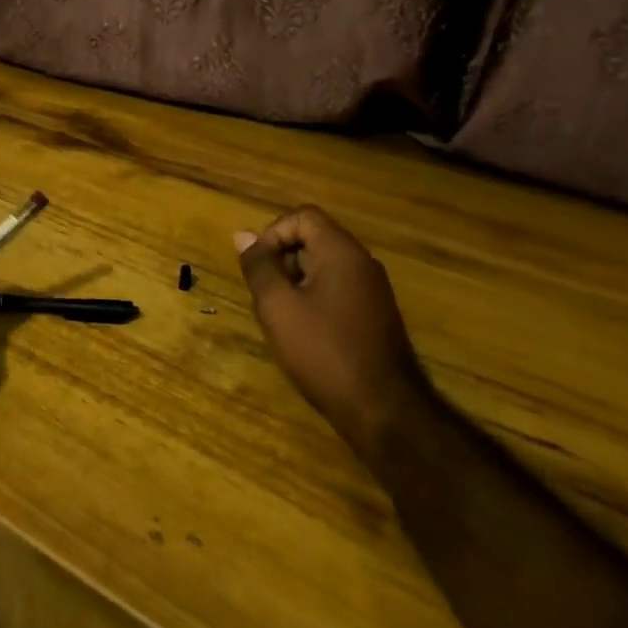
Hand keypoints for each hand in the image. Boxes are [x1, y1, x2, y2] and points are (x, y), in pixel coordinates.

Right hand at [234, 206, 429, 458]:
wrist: (383, 410)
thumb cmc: (324, 351)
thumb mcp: (278, 306)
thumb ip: (259, 266)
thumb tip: (243, 235)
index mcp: (342, 253)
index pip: (303, 217)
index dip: (273, 233)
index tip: (258, 266)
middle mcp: (362, 264)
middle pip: (314, 239)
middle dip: (281, 259)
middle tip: (264, 295)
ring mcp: (372, 291)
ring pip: (322, 266)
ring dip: (294, 282)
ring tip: (279, 316)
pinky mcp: (373, 315)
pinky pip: (336, 289)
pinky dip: (312, 299)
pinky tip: (301, 332)